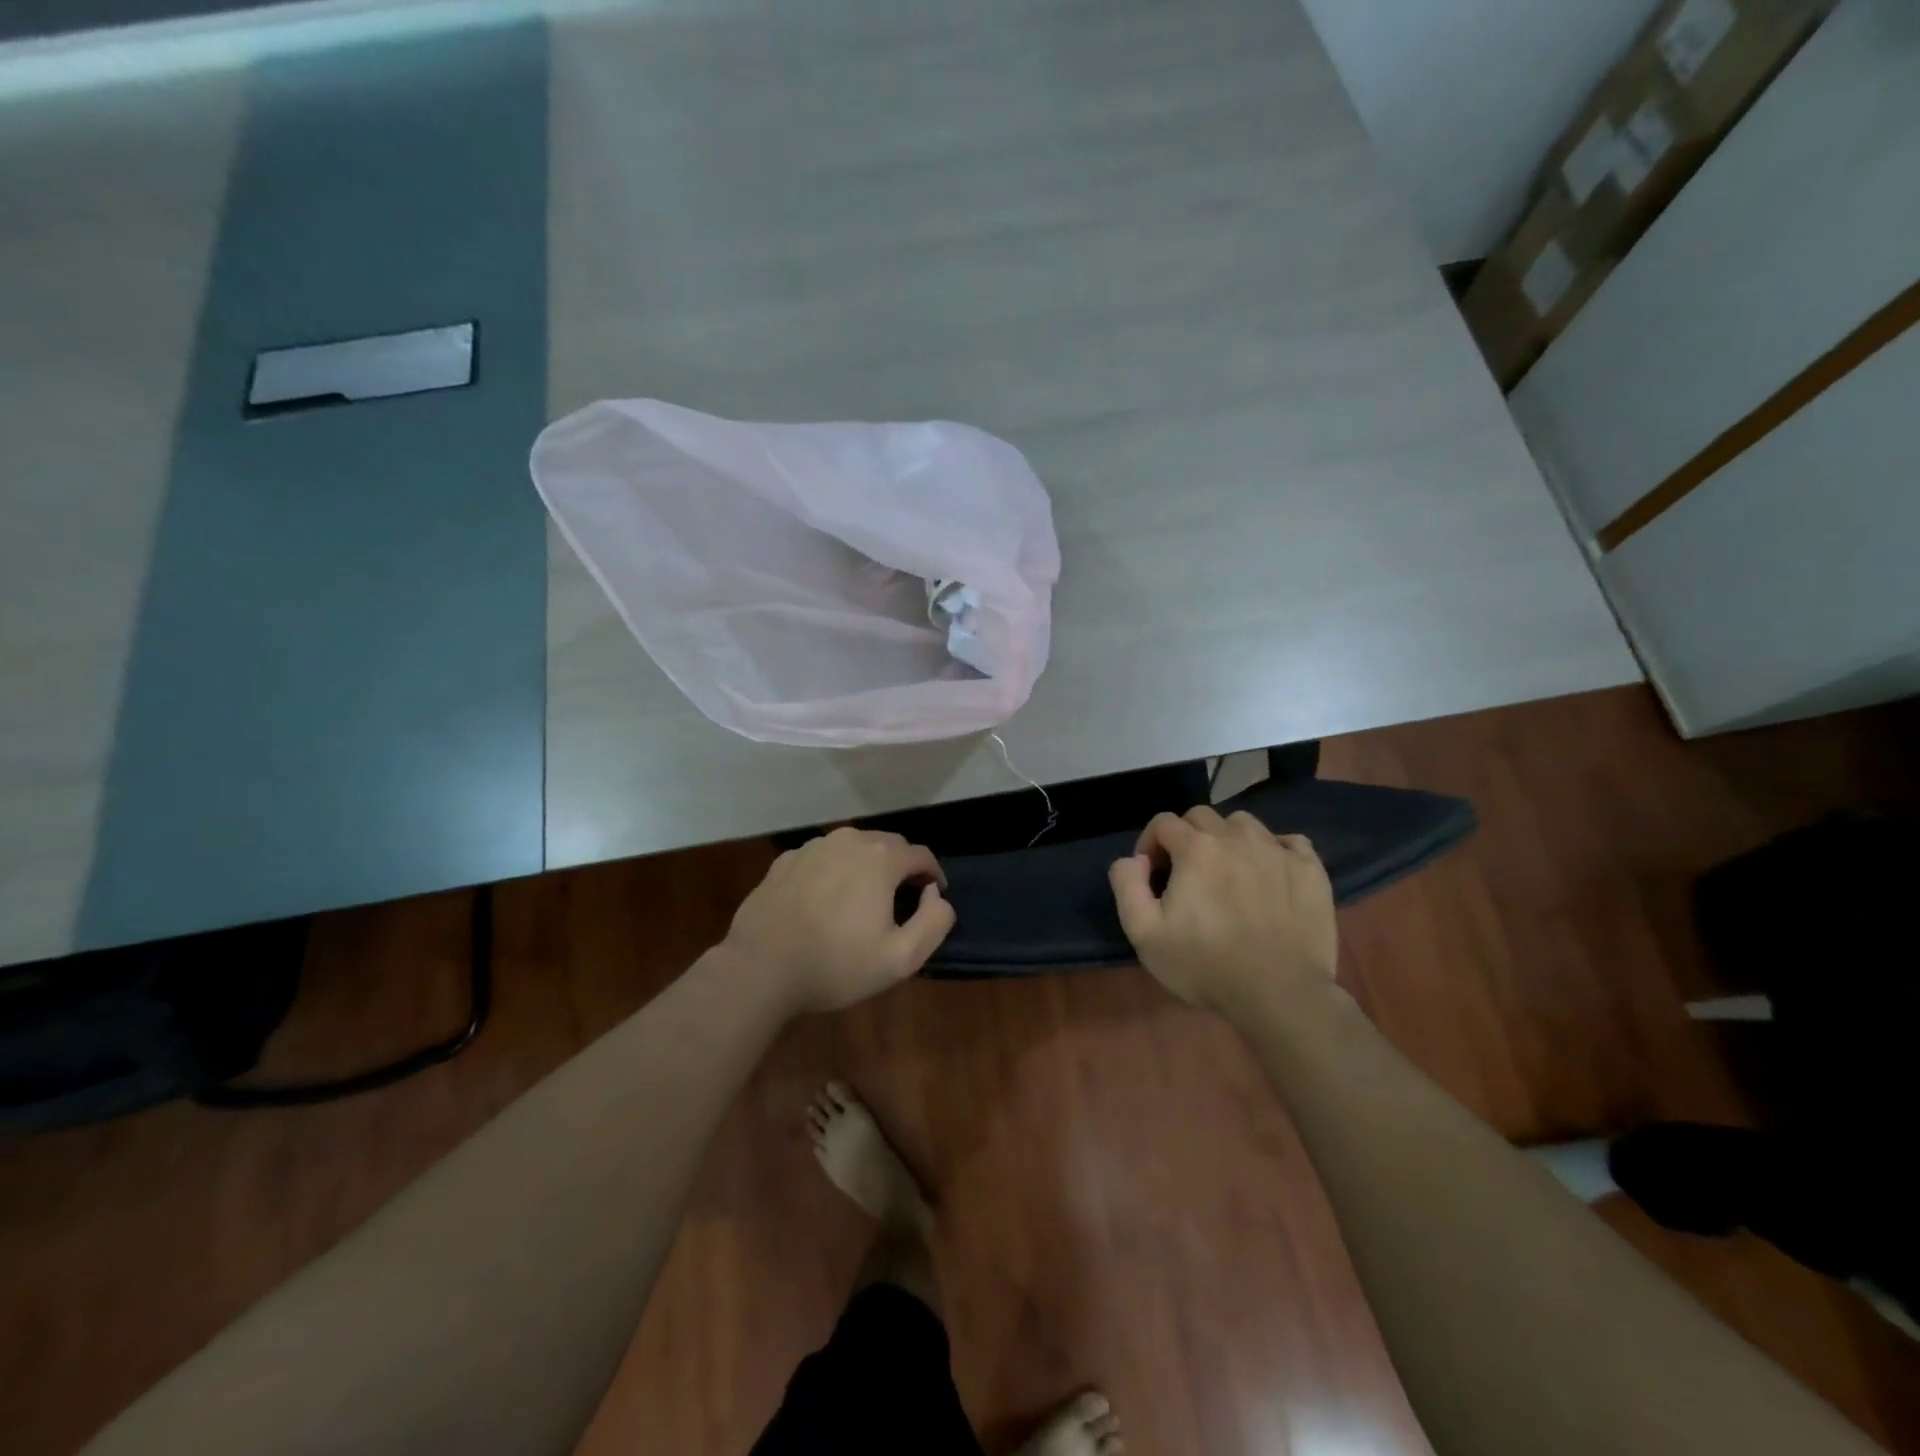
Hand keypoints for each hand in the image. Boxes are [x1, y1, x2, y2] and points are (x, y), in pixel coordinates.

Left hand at [722, 827, 955, 1013]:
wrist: (760, 968)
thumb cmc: (836, 964)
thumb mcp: (901, 958)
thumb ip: (934, 921)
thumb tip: (935, 895)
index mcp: (881, 857)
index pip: (922, 855)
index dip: (933, 875)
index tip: (933, 898)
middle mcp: (849, 840)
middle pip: (888, 845)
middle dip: (901, 868)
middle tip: (901, 900)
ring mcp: (813, 847)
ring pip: (853, 848)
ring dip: (867, 867)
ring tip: (863, 899)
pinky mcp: (785, 860)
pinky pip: (823, 858)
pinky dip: (834, 872)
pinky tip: (825, 901)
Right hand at [1108, 806, 1336, 1012]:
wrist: (1280, 995)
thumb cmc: (1205, 965)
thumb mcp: (1145, 934)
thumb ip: (1127, 885)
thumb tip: (1133, 859)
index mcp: (1196, 848)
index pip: (1164, 822)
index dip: (1150, 843)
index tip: (1151, 873)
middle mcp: (1237, 837)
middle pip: (1202, 817)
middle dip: (1186, 837)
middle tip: (1186, 873)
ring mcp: (1278, 851)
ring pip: (1244, 824)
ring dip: (1228, 839)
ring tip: (1228, 872)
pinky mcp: (1310, 870)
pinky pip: (1289, 842)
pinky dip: (1273, 851)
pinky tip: (1268, 876)